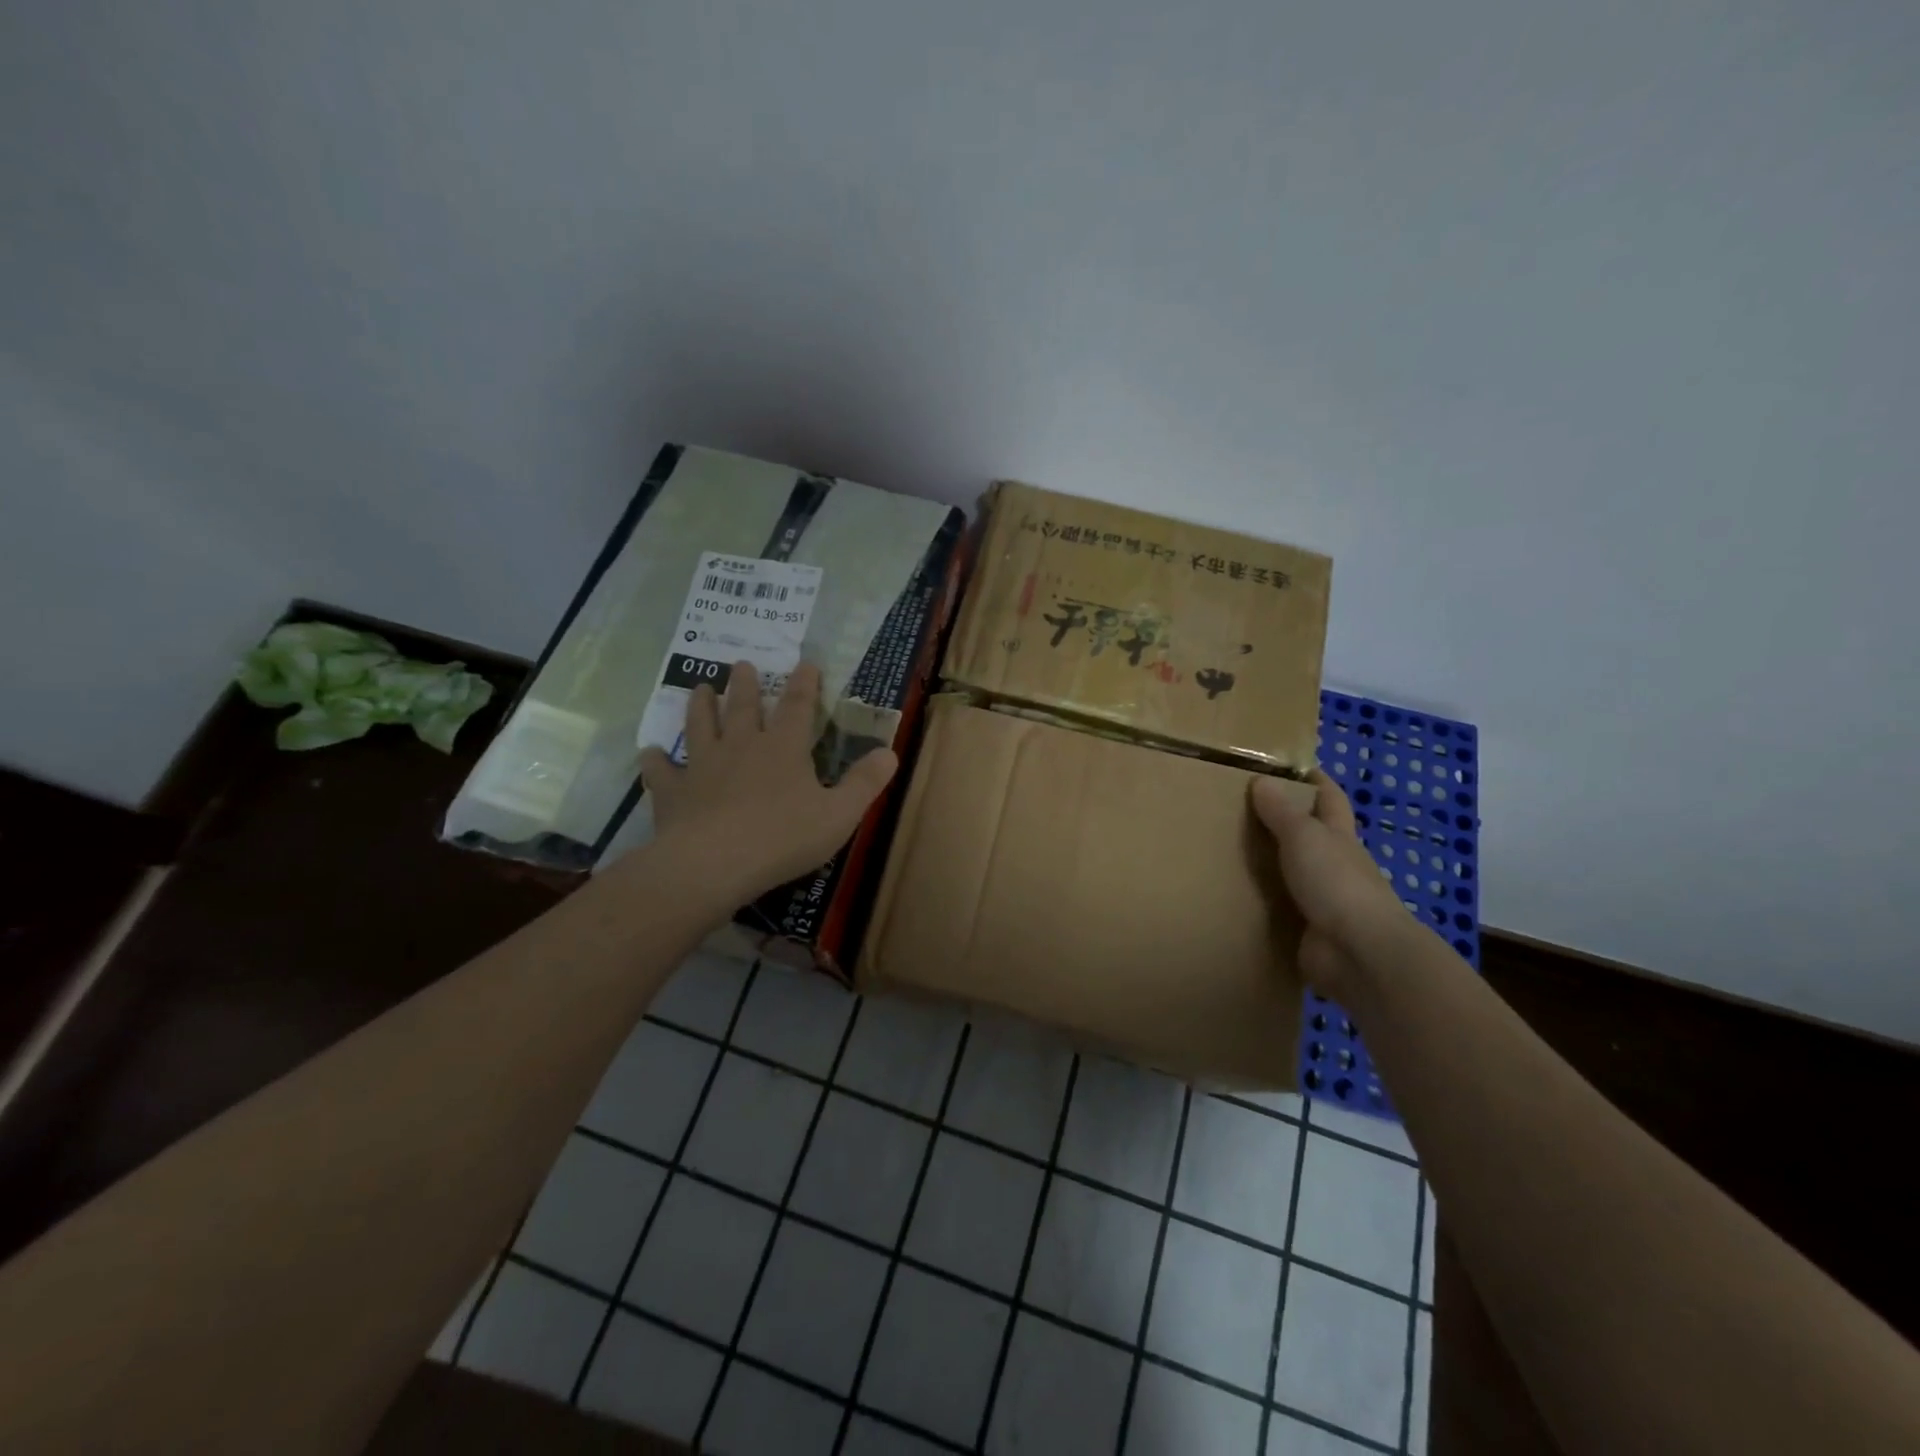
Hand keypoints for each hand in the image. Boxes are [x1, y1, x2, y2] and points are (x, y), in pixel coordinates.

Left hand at [639, 661, 897, 907]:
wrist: (715, 863)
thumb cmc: (784, 837)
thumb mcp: (839, 814)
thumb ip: (865, 783)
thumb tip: (890, 752)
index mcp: (783, 748)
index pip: (798, 706)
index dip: (804, 684)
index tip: (805, 662)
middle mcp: (741, 746)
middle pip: (742, 707)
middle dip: (744, 684)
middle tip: (741, 664)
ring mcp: (703, 766)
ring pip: (700, 726)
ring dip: (700, 706)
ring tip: (699, 688)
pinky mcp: (673, 792)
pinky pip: (661, 771)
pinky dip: (655, 761)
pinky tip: (648, 753)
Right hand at [1250, 769, 1408, 996]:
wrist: (1358, 952)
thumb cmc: (1335, 882)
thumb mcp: (1304, 837)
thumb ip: (1281, 812)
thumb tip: (1261, 781)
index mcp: (1338, 836)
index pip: (1329, 798)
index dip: (1314, 780)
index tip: (1287, 767)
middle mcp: (1334, 864)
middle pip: (1310, 836)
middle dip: (1282, 822)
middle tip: (1237, 810)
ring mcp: (1324, 899)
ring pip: (1292, 873)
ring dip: (1268, 865)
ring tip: (1224, 853)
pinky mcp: (1308, 930)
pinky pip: (1280, 909)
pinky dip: (1261, 902)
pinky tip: (1233, 897)